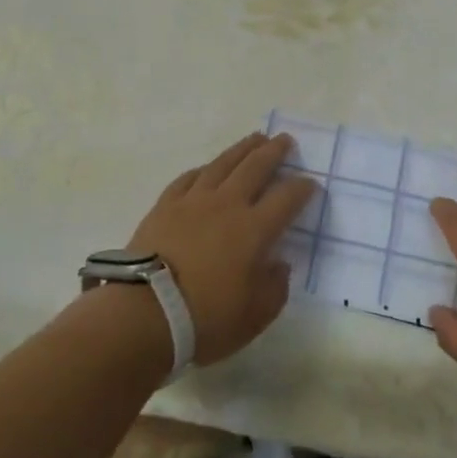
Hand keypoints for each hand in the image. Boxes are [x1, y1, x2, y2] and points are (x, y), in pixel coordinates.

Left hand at [126, 133, 315, 365]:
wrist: (145, 312)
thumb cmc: (206, 318)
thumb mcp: (255, 316)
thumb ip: (275, 287)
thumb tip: (279, 264)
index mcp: (255, 229)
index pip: (287, 198)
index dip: (302, 188)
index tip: (311, 183)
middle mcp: (228, 204)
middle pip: (256, 167)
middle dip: (274, 152)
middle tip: (285, 140)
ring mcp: (194, 200)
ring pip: (223, 163)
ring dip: (242, 149)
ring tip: (255, 138)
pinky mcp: (166, 204)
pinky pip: (189, 178)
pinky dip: (204, 169)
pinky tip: (208, 168)